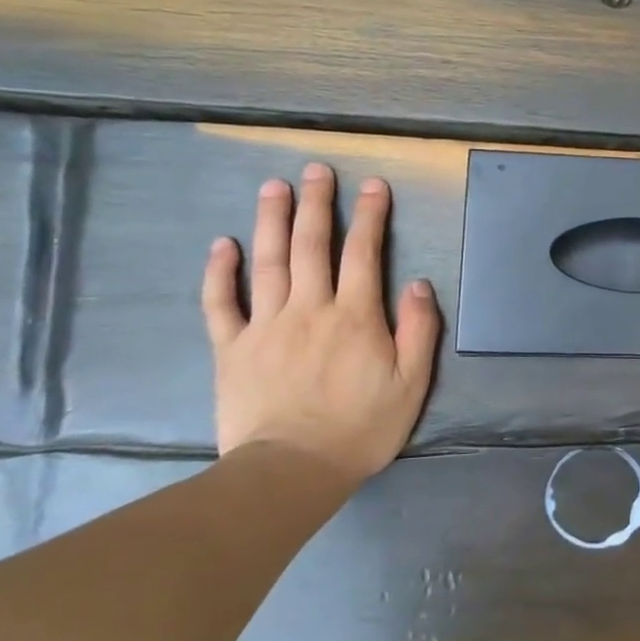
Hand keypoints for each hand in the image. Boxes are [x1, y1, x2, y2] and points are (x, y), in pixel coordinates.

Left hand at [201, 164, 440, 486]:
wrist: (292, 471)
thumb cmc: (361, 428)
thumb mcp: (411, 384)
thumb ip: (419, 331)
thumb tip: (419, 284)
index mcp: (355, 316)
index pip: (364, 253)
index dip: (369, 215)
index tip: (372, 185)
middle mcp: (309, 308)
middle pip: (312, 245)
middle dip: (317, 203)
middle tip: (317, 169)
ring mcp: (265, 326)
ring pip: (268, 261)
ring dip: (272, 220)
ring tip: (274, 186)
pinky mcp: (232, 348)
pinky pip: (221, 303)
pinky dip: (220, 272)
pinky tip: (223, 244)